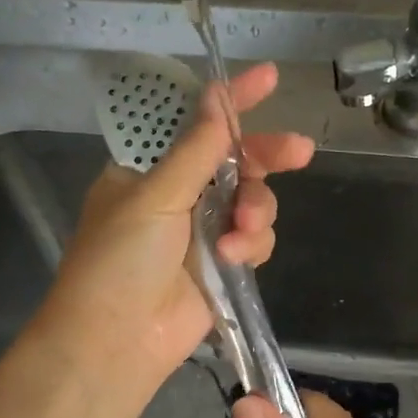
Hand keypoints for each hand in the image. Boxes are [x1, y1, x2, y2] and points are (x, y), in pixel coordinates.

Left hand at [34, 62, 313, 394]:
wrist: (116, 339)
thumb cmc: (120, 258)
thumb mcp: (154, 195)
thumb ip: (195, 149)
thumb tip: (217, 98)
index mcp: (150, 170)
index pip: (195, 124)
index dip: (232, 101)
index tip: (270, 79)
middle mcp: (179, 196)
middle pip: (236, 162)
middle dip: (267, 157)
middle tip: (301, 152)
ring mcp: (202, 233)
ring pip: (253, 203)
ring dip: (256, 211)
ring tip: (241, 231)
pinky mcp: (222, 267)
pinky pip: (254, 241)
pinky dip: (250, 245)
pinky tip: (234, 259)